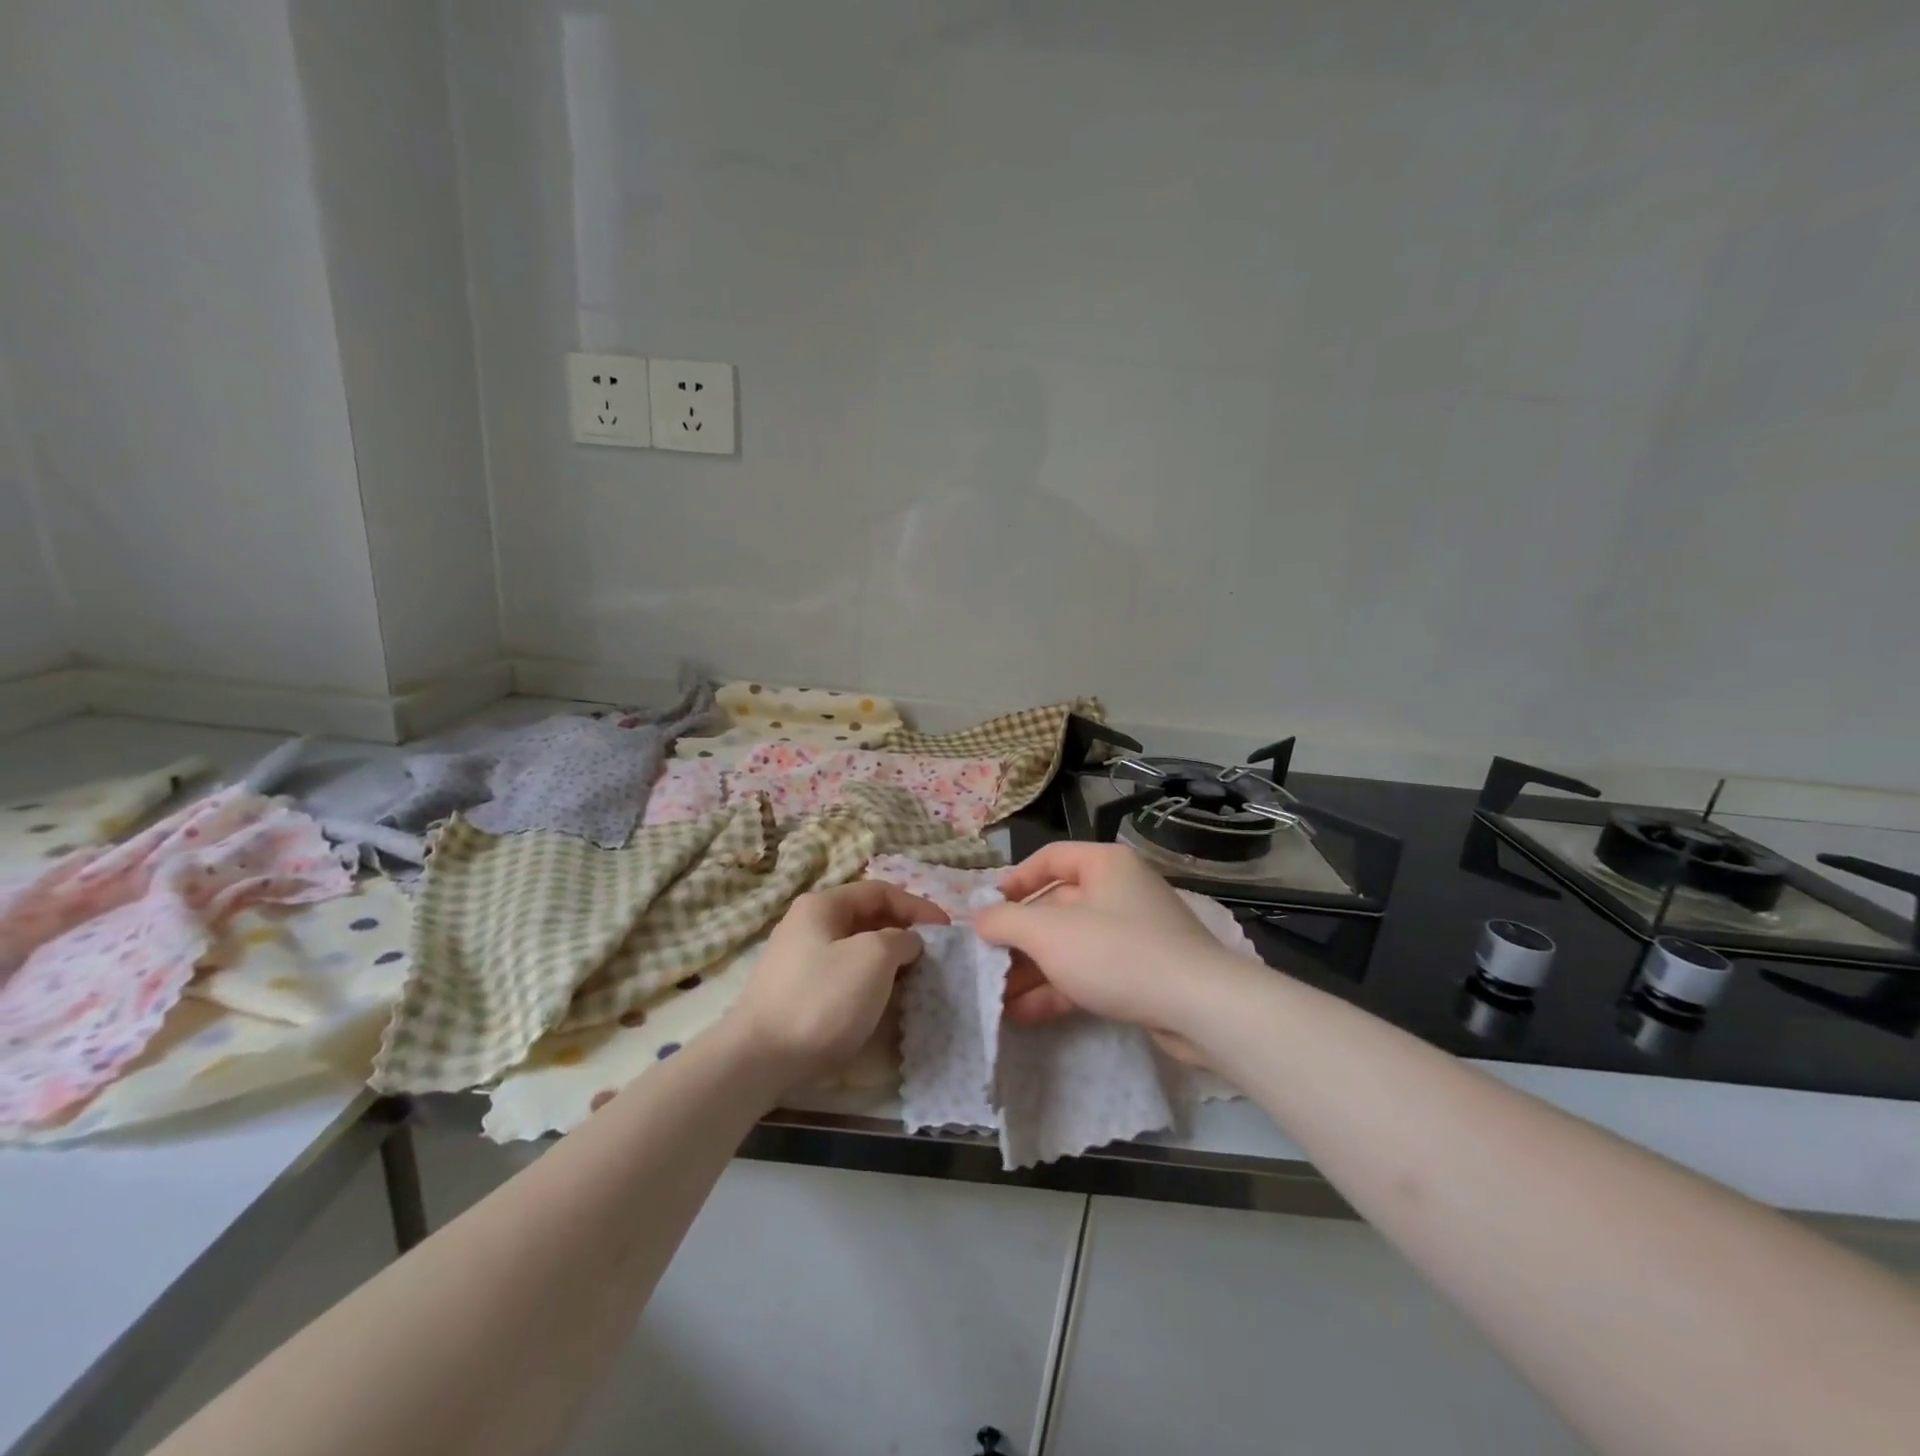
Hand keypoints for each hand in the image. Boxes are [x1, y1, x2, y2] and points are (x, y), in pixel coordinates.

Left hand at [729, 881, 947, 1088]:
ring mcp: (797, 960)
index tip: (946, 930)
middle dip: (902, 933)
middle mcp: (806, 924)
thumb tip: (907, 942)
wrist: (758, 1060)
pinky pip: (842, 975)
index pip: (880, 891)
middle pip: (866, 919)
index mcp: (822, 906)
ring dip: (887, 960)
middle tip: (931, 956)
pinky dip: (867, 982)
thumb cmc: (821, 999)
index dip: (917, 906)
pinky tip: (880, 1002)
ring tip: (912, 980)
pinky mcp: (795, 993)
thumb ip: (900, 939)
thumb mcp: (873, 958)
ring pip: (854, 949)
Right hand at [975, 843, 1248, 1051]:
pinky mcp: (1142, 972)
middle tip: (985, 964)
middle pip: (1056, 907)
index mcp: (1104, 865)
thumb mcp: (1049, 933)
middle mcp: (1120, 891)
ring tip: (996, 998)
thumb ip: (1006, 921)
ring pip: (1071, 945)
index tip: (986, 911)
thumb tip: (980, 917)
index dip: (1013, 882)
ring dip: (1033, 970)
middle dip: (1019, 939)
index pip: (1049, 859)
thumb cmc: (1116, 953)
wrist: (1200, 1008)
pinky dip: (1058, 989)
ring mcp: (1133, 933)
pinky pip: (1090, 972)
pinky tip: (1023, 1014)